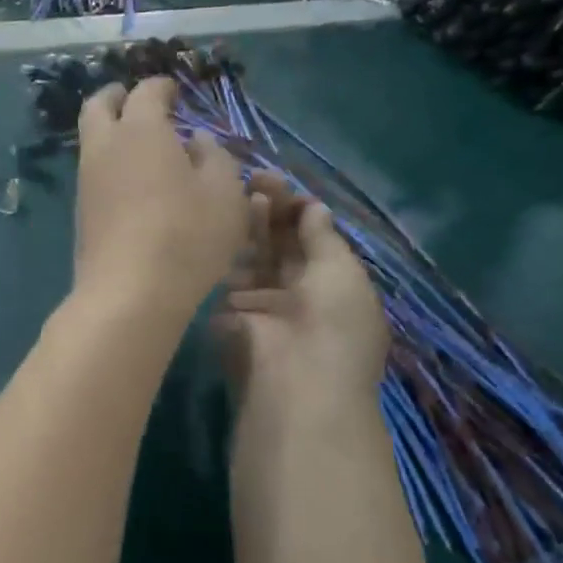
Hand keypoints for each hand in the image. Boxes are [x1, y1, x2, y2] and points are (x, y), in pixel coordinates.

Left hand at [72, 78, 246, 323]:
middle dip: (116, 96)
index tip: (175, 92)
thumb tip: (197, 142)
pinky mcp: (81, 213)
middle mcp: (105, 147)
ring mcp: (87, 181)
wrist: (129, 292)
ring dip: (111, 134)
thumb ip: (216, 157)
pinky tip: (134, 185)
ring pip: (91, 141)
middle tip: (135, 100)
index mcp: (141, 130)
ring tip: (142, 147)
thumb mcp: (225, 193)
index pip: (146, 92)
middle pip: (98, 106)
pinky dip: (110, 165)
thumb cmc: (186, 235)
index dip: (162, 87)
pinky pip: (93, 174)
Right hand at [214, 170, 388, 431]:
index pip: (315, 241)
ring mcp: (263, 306)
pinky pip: (228, 278)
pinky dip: (227, 252)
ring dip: (250, 226)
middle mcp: (299, 295)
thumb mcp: (340, 272)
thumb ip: (322, 237)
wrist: (292, 383)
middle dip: (273, 212)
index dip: (301, 212)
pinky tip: (222, 225)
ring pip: (255, 257)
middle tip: (256, 178)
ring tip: (241, 193)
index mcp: (335, 287)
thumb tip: (314, 207)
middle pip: (284, 245)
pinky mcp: (229, 317)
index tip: (283, 187)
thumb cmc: (333, 324)